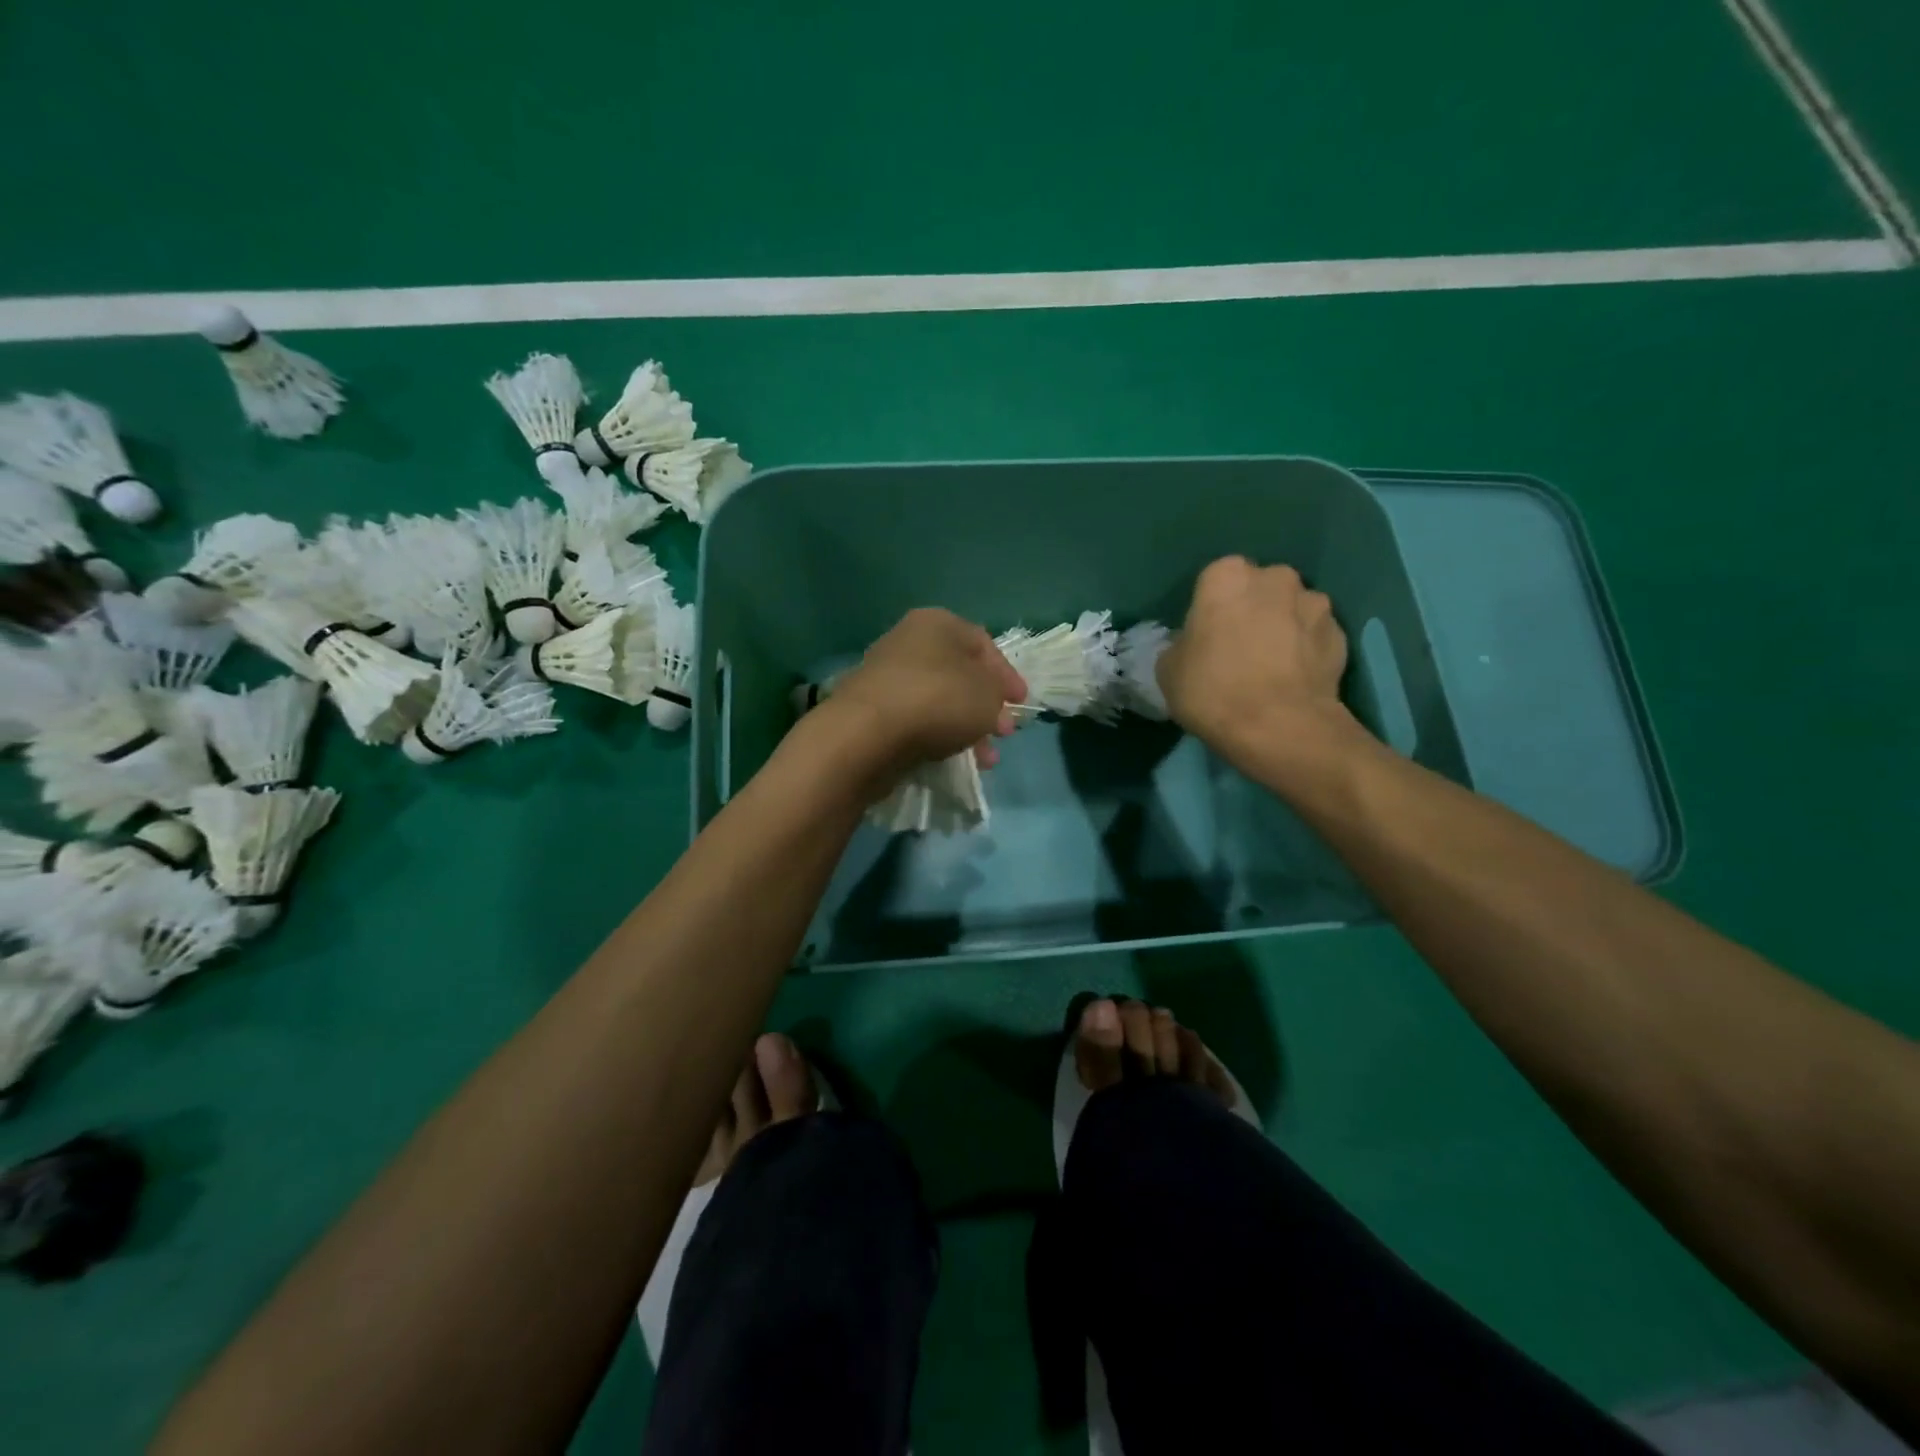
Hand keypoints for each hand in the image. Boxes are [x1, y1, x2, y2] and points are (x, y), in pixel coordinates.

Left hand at [822, 608, 1025, 786]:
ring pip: (940, 701)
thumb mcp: (988, 694)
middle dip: (987, 706)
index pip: (983, 643)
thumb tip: (991, 704)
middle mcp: (908, 642)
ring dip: (967, 727)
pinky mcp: (874, 711)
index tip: (1021, 703)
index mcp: (937, 623)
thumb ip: (998, 694)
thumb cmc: (938, 700)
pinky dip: (939, 736)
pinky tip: (953, 759)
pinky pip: (917, 720)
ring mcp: (887, 677)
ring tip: (984, 759)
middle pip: (960, 674)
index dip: (1006, 674)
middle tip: (1003, 733)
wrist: (868, 734)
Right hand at [1157, 557, 1352, 766]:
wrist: (1279, 727)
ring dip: (1283, 627)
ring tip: (1272, 666)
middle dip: (1252, 609)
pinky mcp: (1341, 635)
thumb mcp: (1168, 669)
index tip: (1207, 636)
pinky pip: (1315, 636)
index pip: (1216, 580)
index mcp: (1227, 577)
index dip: (1211, 608)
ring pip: (1292, 609)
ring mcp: (1315, 603)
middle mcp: (1275, 577)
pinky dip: (1306, 650)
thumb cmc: (1212, 690)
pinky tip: (1295, 679)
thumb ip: (1183, 644)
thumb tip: (1194, 644)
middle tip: (1239, 648)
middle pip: (1260, 588)